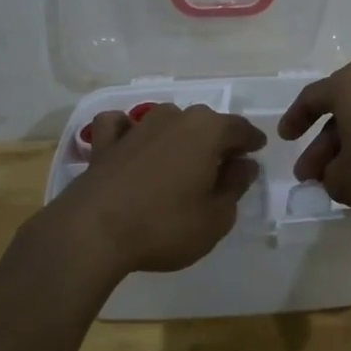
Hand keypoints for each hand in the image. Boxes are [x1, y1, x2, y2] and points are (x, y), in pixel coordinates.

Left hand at [46, 104, 266, 275]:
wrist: (93, 232)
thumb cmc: (165, 225)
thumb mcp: (216, 217)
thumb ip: (235, 186)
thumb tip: (243, 164)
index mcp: (207, 130)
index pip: (240, 128)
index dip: (251, 141)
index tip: (257, 151)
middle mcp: (174, 118)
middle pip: (205, 122)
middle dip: (218, 139)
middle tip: (223, 164)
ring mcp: (136, 126)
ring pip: (168, 120)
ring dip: (179, 135)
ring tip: (182, 160)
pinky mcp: (105, 142)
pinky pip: (121, 125)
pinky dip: (129, 130)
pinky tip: (131, 144)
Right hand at [276, 61, 350, 217]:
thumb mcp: (344, 180)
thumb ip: (327, 177)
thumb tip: (331, 174)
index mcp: (348, 85)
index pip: (311, 97)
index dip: (294, 119)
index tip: (285, 138)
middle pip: (340, 111)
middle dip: (323, 145)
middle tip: (310, 174)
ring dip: (349, 147)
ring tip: (340, 180)